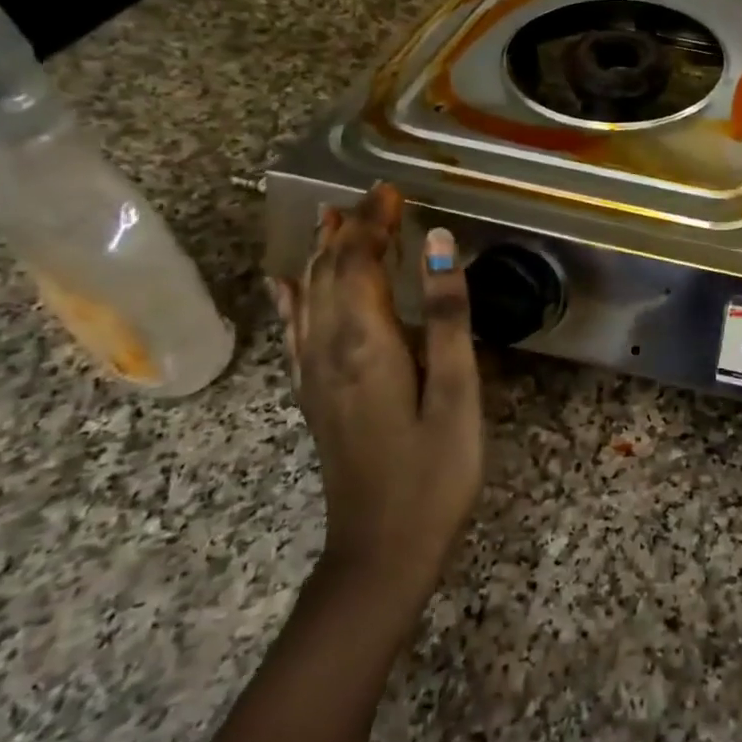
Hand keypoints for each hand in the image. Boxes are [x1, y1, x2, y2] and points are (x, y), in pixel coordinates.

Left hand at [271, 183, 482, 592]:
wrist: (381, 551)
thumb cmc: (434, 472)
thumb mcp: (457, 392)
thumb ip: (450, 315)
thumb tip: (439, 242)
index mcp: (365, 343)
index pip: (359, 262)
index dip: (373, 223)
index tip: (391, 190)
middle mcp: (328, 349)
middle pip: (328, 273)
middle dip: (348, 229)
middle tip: (371, 196)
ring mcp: (315, 376)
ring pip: (307, 297)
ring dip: (319, 253)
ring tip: (328, 217)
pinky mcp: (315, 397)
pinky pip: (295, 333)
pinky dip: (290, 299)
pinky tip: (283, 285)